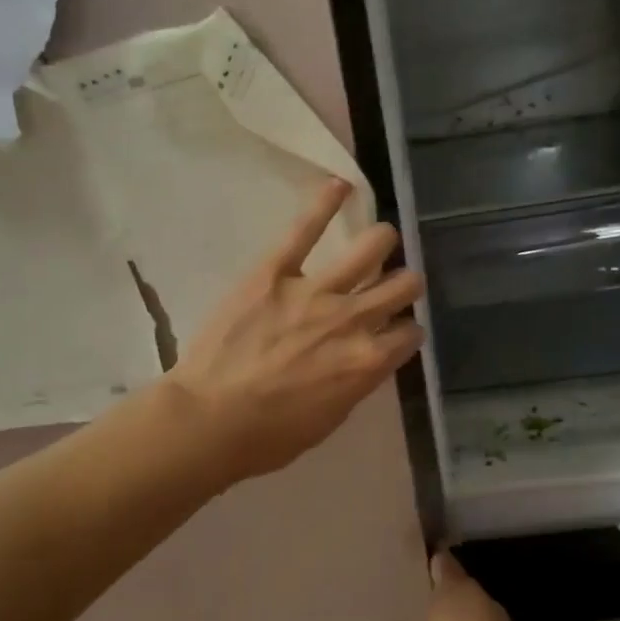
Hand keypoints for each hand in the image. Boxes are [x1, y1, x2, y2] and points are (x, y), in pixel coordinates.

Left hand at [166, 179, 424, 481]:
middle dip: (406, 285)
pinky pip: (305, 229)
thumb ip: (355, 383)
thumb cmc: (269, 436)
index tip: (400, 332)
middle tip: (397, 285)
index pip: (409, 334)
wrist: (210, 421)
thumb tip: (364, 361)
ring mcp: (315, 291)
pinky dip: (325, 203)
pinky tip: (341, 185)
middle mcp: (353, 320)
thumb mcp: (329, 420)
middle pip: (401, 287)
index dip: (408, 332)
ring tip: (382, 240)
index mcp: (368, 362)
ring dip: (383, 243)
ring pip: (370, 249)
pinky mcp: (274, 272)